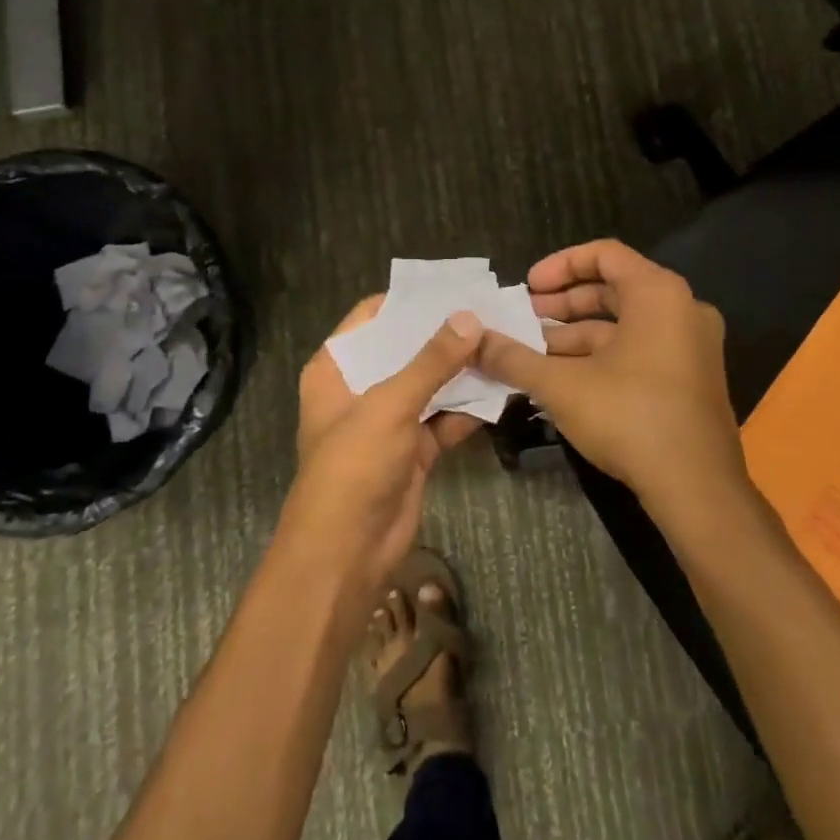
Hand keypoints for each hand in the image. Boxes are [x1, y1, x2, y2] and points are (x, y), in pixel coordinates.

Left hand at [280, 298, 484, 598]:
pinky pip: (444, 418)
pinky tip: (502, 386)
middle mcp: (360, 388)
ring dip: (461, 370)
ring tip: (503, 339)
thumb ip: (432, 361)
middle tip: (489, 309)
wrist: (347, 553)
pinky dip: (469, 407)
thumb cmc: (354, 465)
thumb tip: (468, 317)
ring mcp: (388, 420)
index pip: (371, 319)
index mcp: (336, 368)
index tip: (451, 286)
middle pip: (404, 350)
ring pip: (429, 384)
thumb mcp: (389, 405)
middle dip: (444, 334)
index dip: (408, 301)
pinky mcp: (413, 450)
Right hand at [477, 239, 747, 514]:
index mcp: (658, 293)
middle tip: (524, 318)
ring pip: (624, 325)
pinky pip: (640, 349)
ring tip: (533, 353)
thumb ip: (513, 357)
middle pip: (614, 288)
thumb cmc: (629, 417)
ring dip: (576, 335)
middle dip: (563, 303)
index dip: (559, 265)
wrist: (697, 488)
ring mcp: (691, 346)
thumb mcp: (561, 384)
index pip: (604, 254)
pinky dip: (601, 356)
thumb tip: (472, 340)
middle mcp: (682, 310)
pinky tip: (564, 379)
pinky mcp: (691, 379)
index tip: (526, 288)